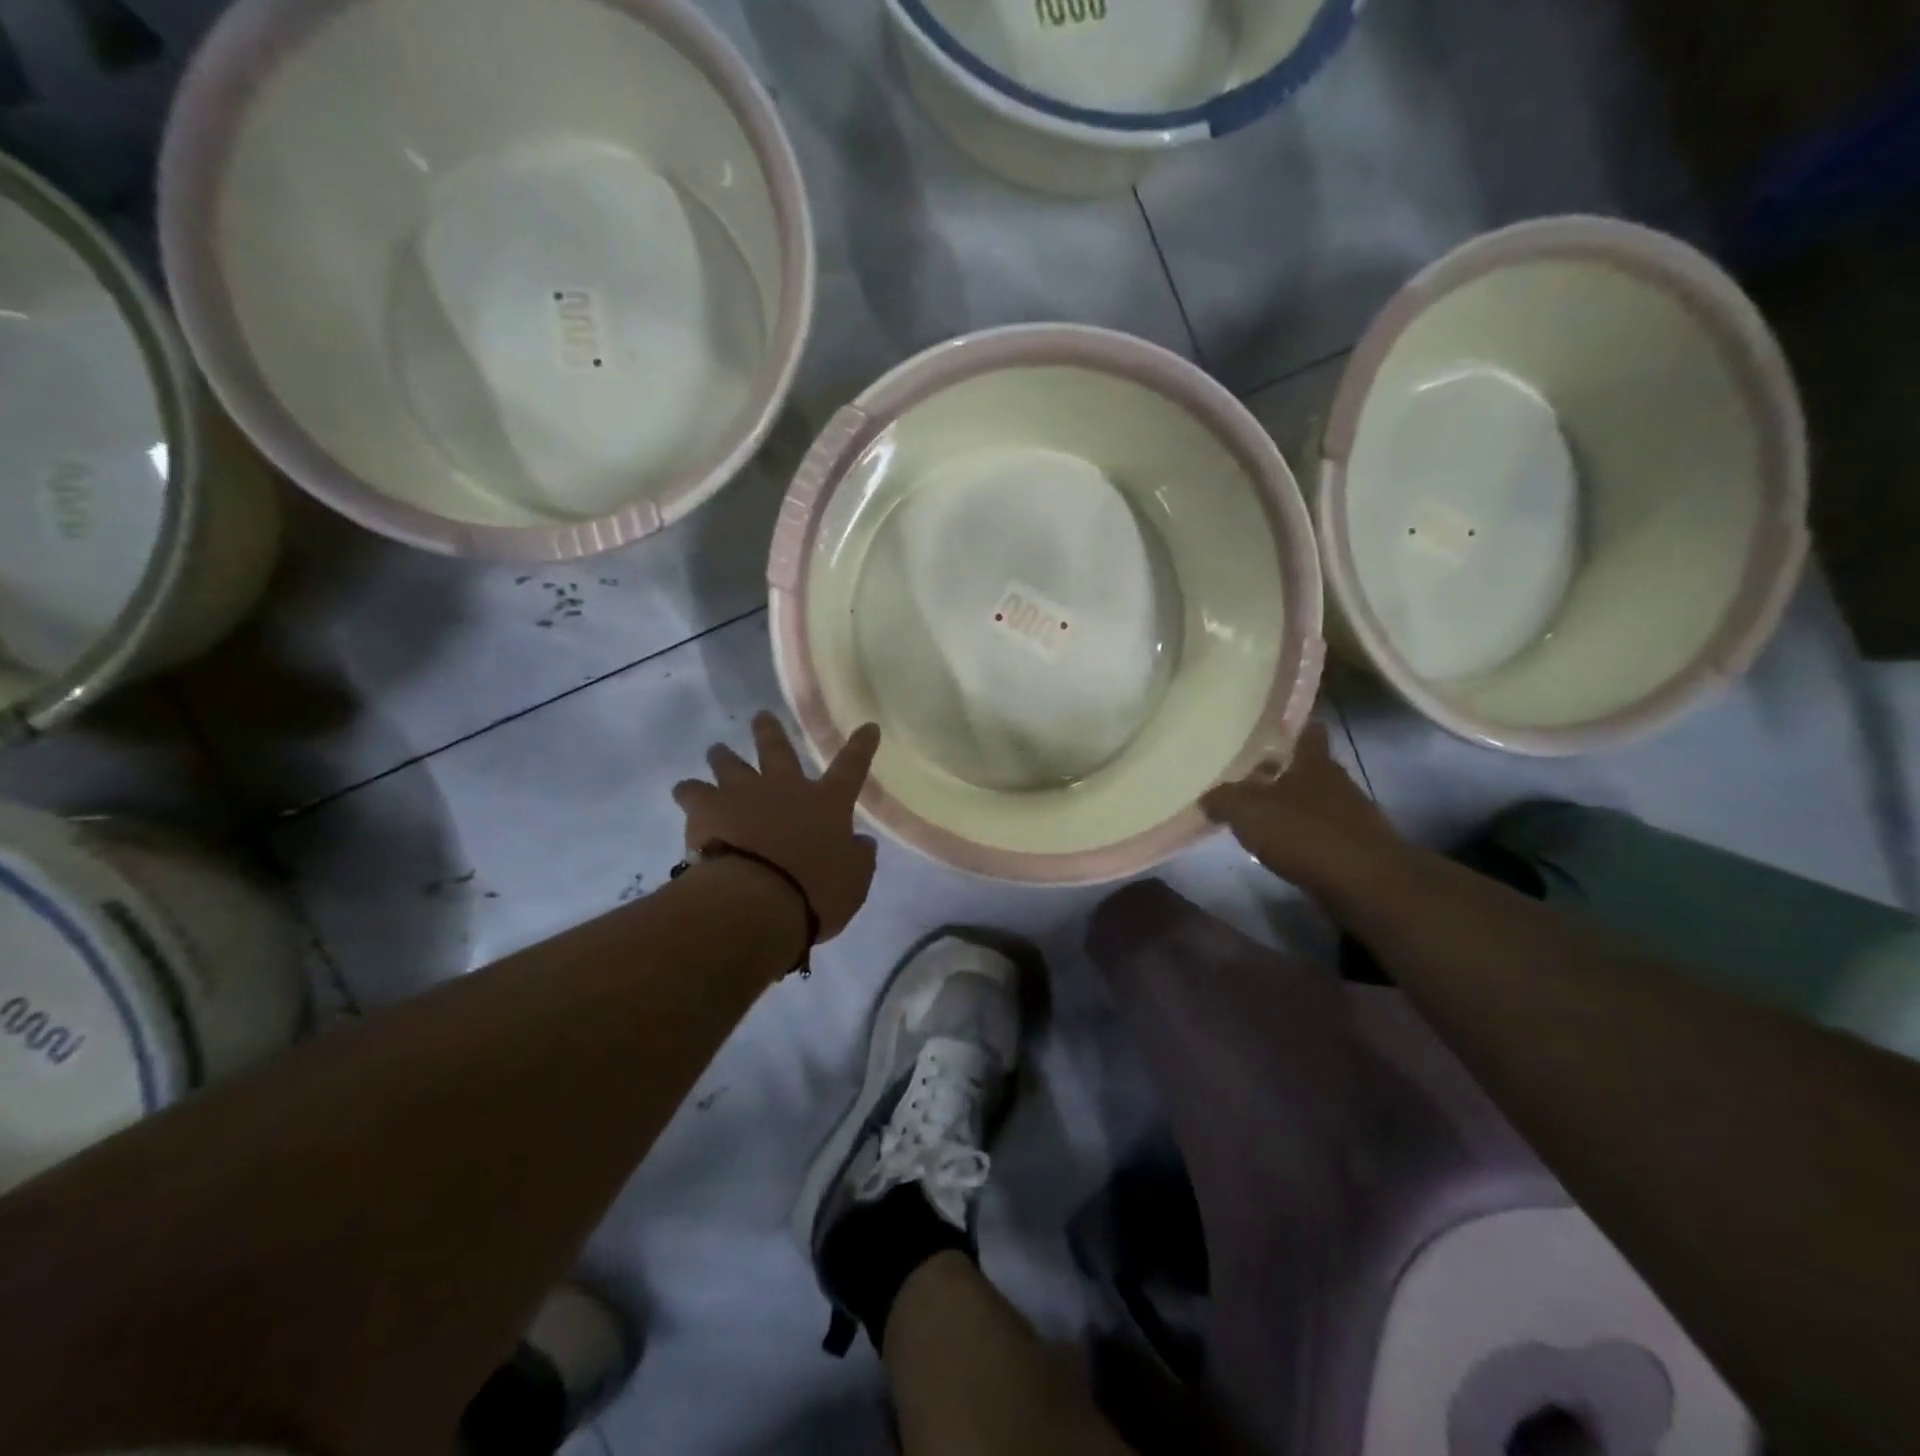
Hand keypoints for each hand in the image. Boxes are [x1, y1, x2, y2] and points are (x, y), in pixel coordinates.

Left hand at [673, 712, 881, 941]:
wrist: (755, 901)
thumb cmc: (815, 894)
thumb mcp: (853, 882)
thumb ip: (858, 858)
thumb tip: (862, 843)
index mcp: (827, 803)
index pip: (852, 767)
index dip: (861, 746)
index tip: (868, 726)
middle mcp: (785, 788)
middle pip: (778, 750)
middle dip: (771, 732)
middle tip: (761, 716)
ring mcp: (743, 794)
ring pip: (730, 764)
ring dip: (724, 756)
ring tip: (716, 750)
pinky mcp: (706, 809)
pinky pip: (691, 792)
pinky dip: (688, 792)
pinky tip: (684, 792)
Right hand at [1200, 722, 1408, 896]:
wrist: (1365, 885)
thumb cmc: (1304, 833)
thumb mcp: (1247, 811)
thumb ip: (1222, 799)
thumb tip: (1207, 796)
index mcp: (1314, 762)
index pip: (1307, 731)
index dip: (1290, 727)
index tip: (1268, 728)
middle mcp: (1336, 781)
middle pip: (1307, 767)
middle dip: (1280, 770)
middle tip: (1246, 774)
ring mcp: (1350, 815)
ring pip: (1313, 800)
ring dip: (1289, 805)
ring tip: (1257, 814)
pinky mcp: (1354, 847)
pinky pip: (1319, 832)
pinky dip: (1300, 835)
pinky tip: (1279, 846)